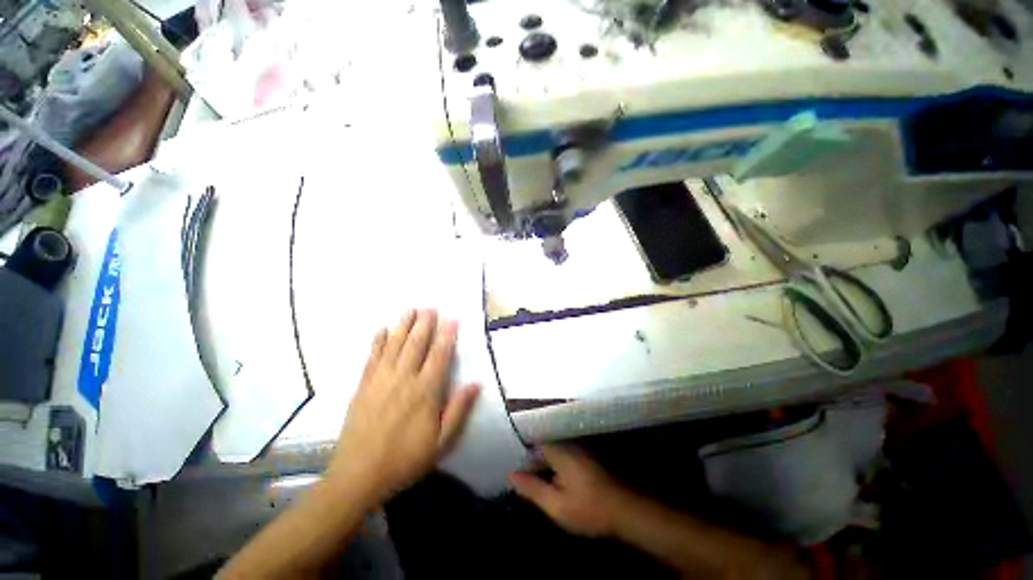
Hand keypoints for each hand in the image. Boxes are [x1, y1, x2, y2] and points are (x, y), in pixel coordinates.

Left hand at [328, 309, 479, 499]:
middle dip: (424, 323)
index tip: (452, 319)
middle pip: (416, 344)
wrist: (358, 476)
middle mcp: (403, 379)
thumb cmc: (405, 459)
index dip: (447, 335)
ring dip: (403, 326)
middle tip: (430, 307)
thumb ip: (459, 410)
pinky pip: (372, 357)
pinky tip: (381, 330)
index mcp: (425, 391)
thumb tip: (475, 383)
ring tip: (410, 310)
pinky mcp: (363, 386)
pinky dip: (377, 341)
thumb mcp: (441, 442)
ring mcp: (380, 380)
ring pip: (394, 345)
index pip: (439, 355)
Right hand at [508, 445, 630, 536]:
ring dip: (542, 464)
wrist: (627, 511)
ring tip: (530, 479)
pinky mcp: (586, 456)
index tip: (511, 467)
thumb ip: (532, 488)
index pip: (532, 443)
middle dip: (531, 461)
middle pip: (542, 446)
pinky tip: (551, 480)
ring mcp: (578, 448)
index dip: (520, 455)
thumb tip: (510, 474)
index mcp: (558, 450)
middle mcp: (568, 443)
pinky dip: (554, 466)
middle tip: (519, 478)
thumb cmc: (590, 509)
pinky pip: (562, 456)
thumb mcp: (556, 505)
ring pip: (552, 451)